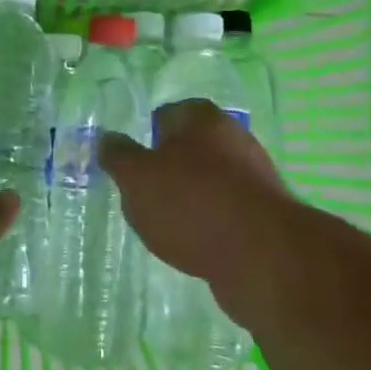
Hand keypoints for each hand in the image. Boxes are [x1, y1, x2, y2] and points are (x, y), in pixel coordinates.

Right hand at [98, 99, 298, 307]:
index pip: (166, 114)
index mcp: (202, 118)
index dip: (145, 136)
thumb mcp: (137, 178)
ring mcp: (253, 176)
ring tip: (165, 225)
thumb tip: (106, 138)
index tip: (130, 164)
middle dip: (167, 169)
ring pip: (208, 180)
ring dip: (188, 198)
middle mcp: (233, 138)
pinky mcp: (264, 213)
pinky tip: (193, 243)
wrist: (262, 255)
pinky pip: (225, 210)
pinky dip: (208, 222)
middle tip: (142, 195)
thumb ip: (118, 157)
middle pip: (189, 148)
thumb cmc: (191, 204)